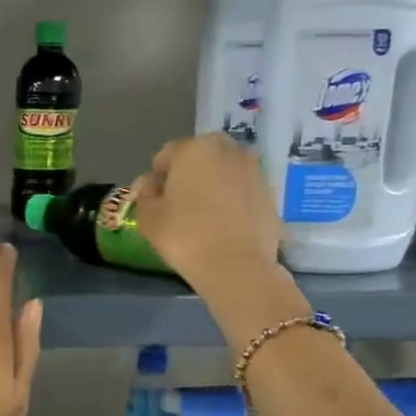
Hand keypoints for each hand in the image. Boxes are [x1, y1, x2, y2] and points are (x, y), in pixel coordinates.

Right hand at [128, 134, 287, 295]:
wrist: (238, 267)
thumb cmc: (185, 236)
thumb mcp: (148, 216)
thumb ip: (145, 193)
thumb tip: (151, 184)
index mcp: (194, 149)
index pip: (166, 156)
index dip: (156, 178)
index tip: (153, 201)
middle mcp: (227, 150)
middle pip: (199, 156)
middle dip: (188, 173)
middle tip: (179, 204)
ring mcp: (253, 169)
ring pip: (223, 170)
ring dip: (212, 183)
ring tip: (203, 214)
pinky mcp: (270, 192)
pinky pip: (241, 188)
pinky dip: (231, 198)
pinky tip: (224, 223)